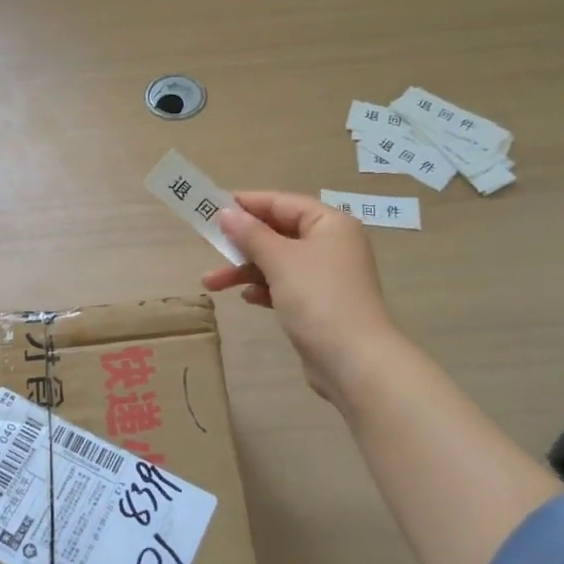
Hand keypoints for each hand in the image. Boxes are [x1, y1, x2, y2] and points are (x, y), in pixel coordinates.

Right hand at [204, 191, 400, 400]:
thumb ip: (251, 234)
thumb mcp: (280, 260)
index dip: (248, 203)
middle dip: (242, 242)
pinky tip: (247, 298)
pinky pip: (285, 286)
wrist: (353, 360)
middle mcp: (331, 244)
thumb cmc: (318, 298)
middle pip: (279, 232)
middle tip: (209, 243)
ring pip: (278, 262)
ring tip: (210, 283)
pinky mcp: (320, 304)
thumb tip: (226, 213)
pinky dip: (264, 288)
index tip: (213, 206)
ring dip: (245, 270)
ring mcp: (326, 276)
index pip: (283, 203)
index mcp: (330, 224)